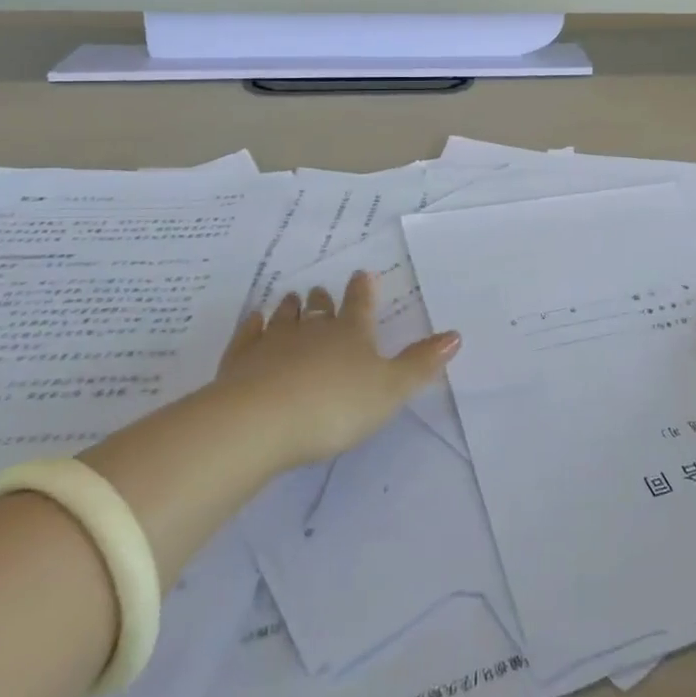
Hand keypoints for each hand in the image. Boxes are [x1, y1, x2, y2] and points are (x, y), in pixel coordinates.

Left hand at [220, 272, 459, 468]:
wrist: (259, 422)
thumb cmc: (334, 406)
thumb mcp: (389, 390)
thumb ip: (421, 364)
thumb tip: (456, 334)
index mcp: (351, 334)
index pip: (360, 304)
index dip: (364, 290)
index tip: (362, 274)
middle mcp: (313, 331)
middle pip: (319, 309)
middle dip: (323, 300)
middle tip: (321, 290)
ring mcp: (273, 344)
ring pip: (284, 318)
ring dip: (290, 309)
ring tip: (291, 299)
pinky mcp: (240, 363)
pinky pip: (248, 337)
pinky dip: (252, 327)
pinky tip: (253, 320)